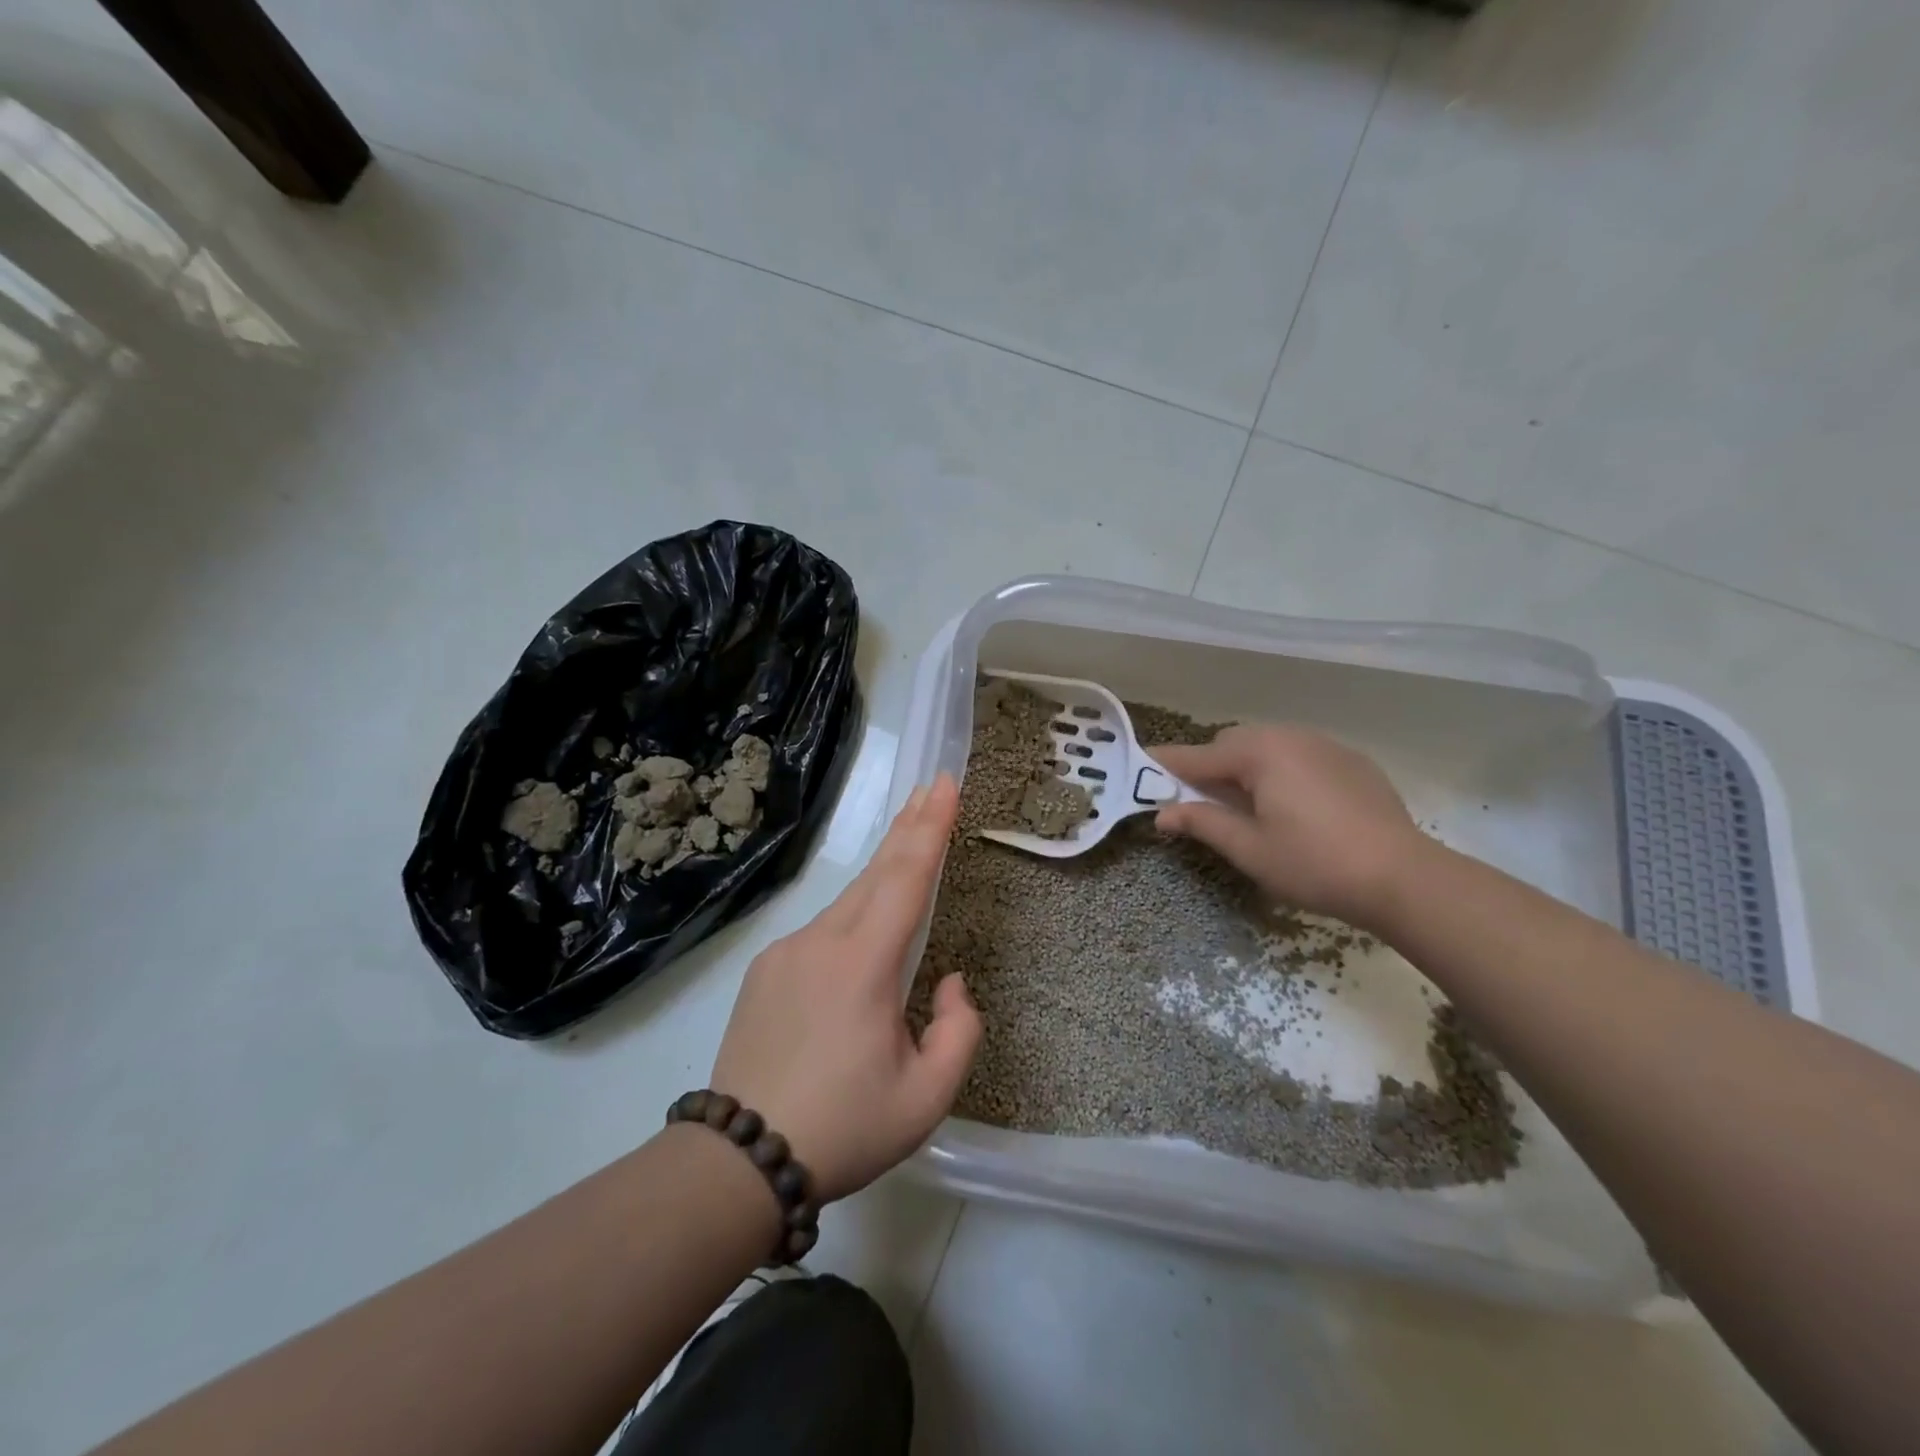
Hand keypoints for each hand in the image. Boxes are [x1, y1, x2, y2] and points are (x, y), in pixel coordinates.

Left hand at [710, 774, 979, 1201]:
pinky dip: (853, 917)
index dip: (931, 828)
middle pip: (876, 872)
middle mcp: (822, 942)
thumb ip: (959, 1030)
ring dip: (883, 873)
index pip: (906, 879)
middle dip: (909, 826)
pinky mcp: (765, 970)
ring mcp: (786, 952)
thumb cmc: (844, 1128)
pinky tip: (862, 942)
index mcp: (863, 964)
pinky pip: (822, 932)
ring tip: (909, 849)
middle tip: (933, 788)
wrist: (739, 1160)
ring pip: (848, 902)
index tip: (946, 783)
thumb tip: (950, 980)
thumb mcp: (926, 1097)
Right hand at [1153, 724, 1423, 926]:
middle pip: (1232, 743)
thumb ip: (1203, 822)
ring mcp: (1325, 745)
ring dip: (1246, 766)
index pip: (1198, 756)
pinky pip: (1299, 754)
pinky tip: (1293, 805)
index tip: (1140, 766)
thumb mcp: (1249, 849)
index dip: (1166, 765)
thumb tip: (1162, 813)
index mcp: (1260, 753)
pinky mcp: (1352, 760)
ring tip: (1248, 804)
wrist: (1405, 877)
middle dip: (1211, 766)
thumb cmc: (1314, 863)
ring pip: (1268, 745)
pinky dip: (1281, 770)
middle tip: (1202, 802)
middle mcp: (1290, 736)